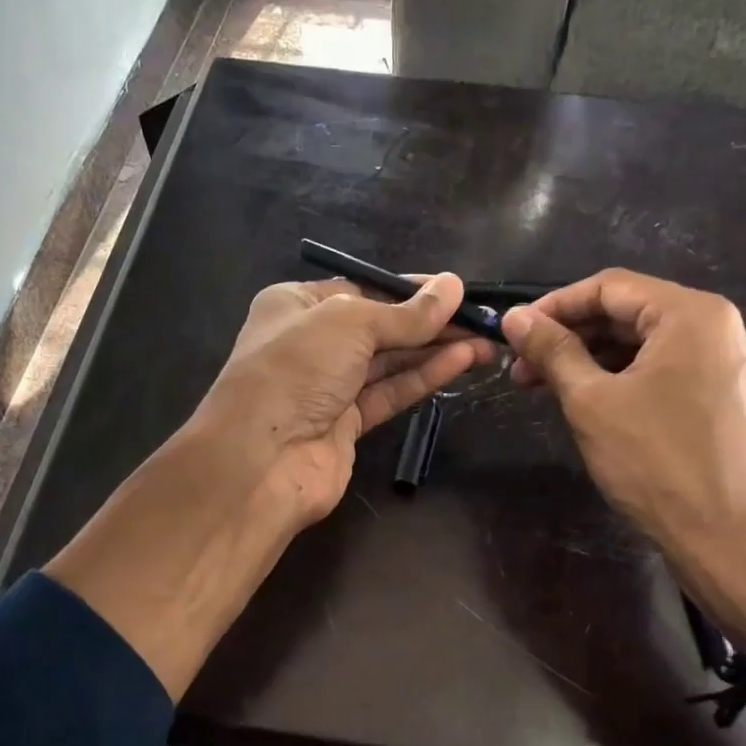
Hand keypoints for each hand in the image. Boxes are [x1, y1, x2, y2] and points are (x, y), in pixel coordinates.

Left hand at [193, 272, 493, 527]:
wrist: (260, 460)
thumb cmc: (296, 369)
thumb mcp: (350, 324)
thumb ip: (405, 313)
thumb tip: (453, 286)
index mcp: (296, 305)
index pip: (361, 289)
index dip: (408, 290)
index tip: (454, 290)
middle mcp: (310, 343)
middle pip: (379, 327)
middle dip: (430, 322)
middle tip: (482, 319)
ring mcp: (327, 387)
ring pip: (389, 362)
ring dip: (435, 350)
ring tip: (485, 342)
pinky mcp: (346, 424)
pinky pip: (390, 393)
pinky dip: (423, 377)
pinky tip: (460, 362)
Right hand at [501, 270, 745, 645]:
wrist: (729, 540)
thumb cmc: (656, 463)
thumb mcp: (591, 401)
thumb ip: (553, 351)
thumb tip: (514, 318)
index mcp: (692, 314)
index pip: (609, 287)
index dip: (553, 306)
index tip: (513, 333)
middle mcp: (718, 327)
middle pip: (628, 313)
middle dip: (569, 337)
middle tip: (521, 369)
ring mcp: (726, 364)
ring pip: (643, 345)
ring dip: (590, 360)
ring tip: (544, 388)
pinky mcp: (725, 397)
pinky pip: (664, 370)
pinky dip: (621, 379)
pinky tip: (587, 402)